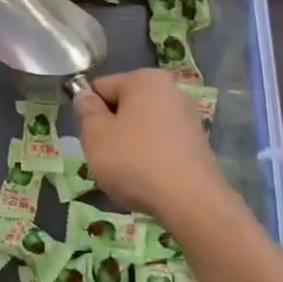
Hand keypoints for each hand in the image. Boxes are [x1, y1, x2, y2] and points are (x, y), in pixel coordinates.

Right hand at [71, 69, 235, 228]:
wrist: (191, 202)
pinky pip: (161, 145)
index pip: (102, 87)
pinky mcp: (198, 144)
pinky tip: (149, 181)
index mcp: (145, 79)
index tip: (91, 139)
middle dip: (111, 129)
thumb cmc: (135, 161)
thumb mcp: (96, 135)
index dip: (89, 113)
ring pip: (142, 128)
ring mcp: (188, 118)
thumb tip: (85, 95)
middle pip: (124, 106)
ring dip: (129, 146)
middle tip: (106, 158)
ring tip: (128, 174)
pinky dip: (150, 159)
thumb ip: (86, 110)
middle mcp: (170, 90)